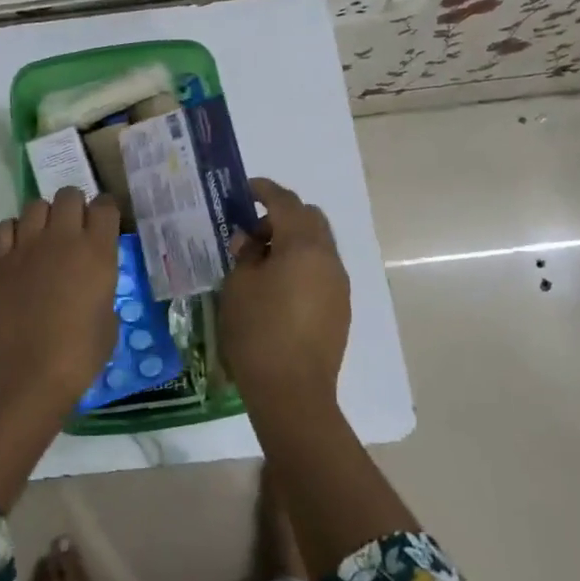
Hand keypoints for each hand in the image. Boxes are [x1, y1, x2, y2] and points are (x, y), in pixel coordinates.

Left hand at [0, 188, 119, 509]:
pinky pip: (5, 226)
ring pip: (35, 205)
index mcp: (97, 252)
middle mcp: (62, 238)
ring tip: (45, 239)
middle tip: (75, 230)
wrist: (24, 374)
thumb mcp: (108, 323)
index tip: (106, 224)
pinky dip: (13, 232)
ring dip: (44, 217)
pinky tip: (18, 251)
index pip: (105, 206)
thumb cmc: (77, 357)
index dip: (106, 211)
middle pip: (69, 195)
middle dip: (75, 207)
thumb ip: (102, 291)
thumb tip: (92, 286)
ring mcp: (26, 245)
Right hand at [219, 177, 350, 415]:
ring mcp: (339, 285)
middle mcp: (329, 259)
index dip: (264, 190)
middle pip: (310, 219)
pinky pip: (321, 271)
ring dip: (292, 242)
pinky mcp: (340, 309)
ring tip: (260, 263)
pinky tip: (277, 287)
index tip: (245, 189)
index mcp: (304, 246)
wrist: (292, 391)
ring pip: (318, 246)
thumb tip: (250, 241)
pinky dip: (301, 265)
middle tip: (251, 233)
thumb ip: (245, 254)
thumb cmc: (258, 330)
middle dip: (281, 216)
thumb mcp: (239, 285)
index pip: (286, 202)